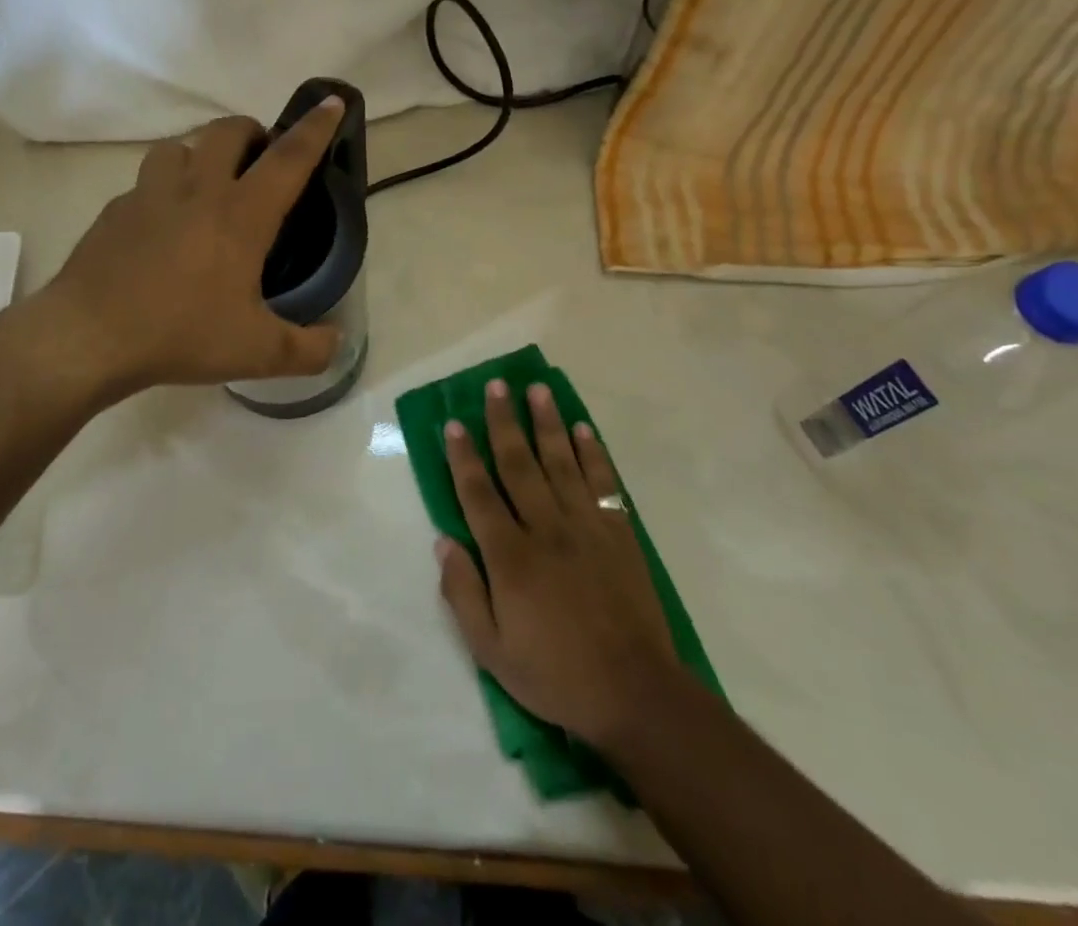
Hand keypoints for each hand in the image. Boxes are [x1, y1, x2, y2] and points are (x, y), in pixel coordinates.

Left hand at [36, 99, 345, 397]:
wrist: (87, 338)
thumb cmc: (181, 334)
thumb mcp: (257, 353)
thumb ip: (308, 350)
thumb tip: (338, 343)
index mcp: (240, 215)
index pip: (288, 159)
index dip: (315, 129)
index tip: (330, 102)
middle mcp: (197, 191)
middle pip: (227, 131)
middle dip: (251, 131)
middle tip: (259, 159)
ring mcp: (149, 196)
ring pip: (179, 147)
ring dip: (200, 154)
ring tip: (206, 185)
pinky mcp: (114, 211)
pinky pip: (144, 184)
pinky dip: (161, 192)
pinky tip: (160, 228)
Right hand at [436, 381, 679, 750]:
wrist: (634, 692)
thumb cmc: (555, 674)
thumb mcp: (491, 651)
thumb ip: (463, 593)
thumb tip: (443, 542)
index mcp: (510, 556)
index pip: (478, 494)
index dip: (463, 457)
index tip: (453, 424)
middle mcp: (546, 528)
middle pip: (519, 464)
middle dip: (504, 422)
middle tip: (496, 385)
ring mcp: (586, 527)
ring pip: (561, 462)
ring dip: (548, 423)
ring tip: (538, 389)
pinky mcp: (618, 533)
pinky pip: (603, 483)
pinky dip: (593, 454)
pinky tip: (583, 429)